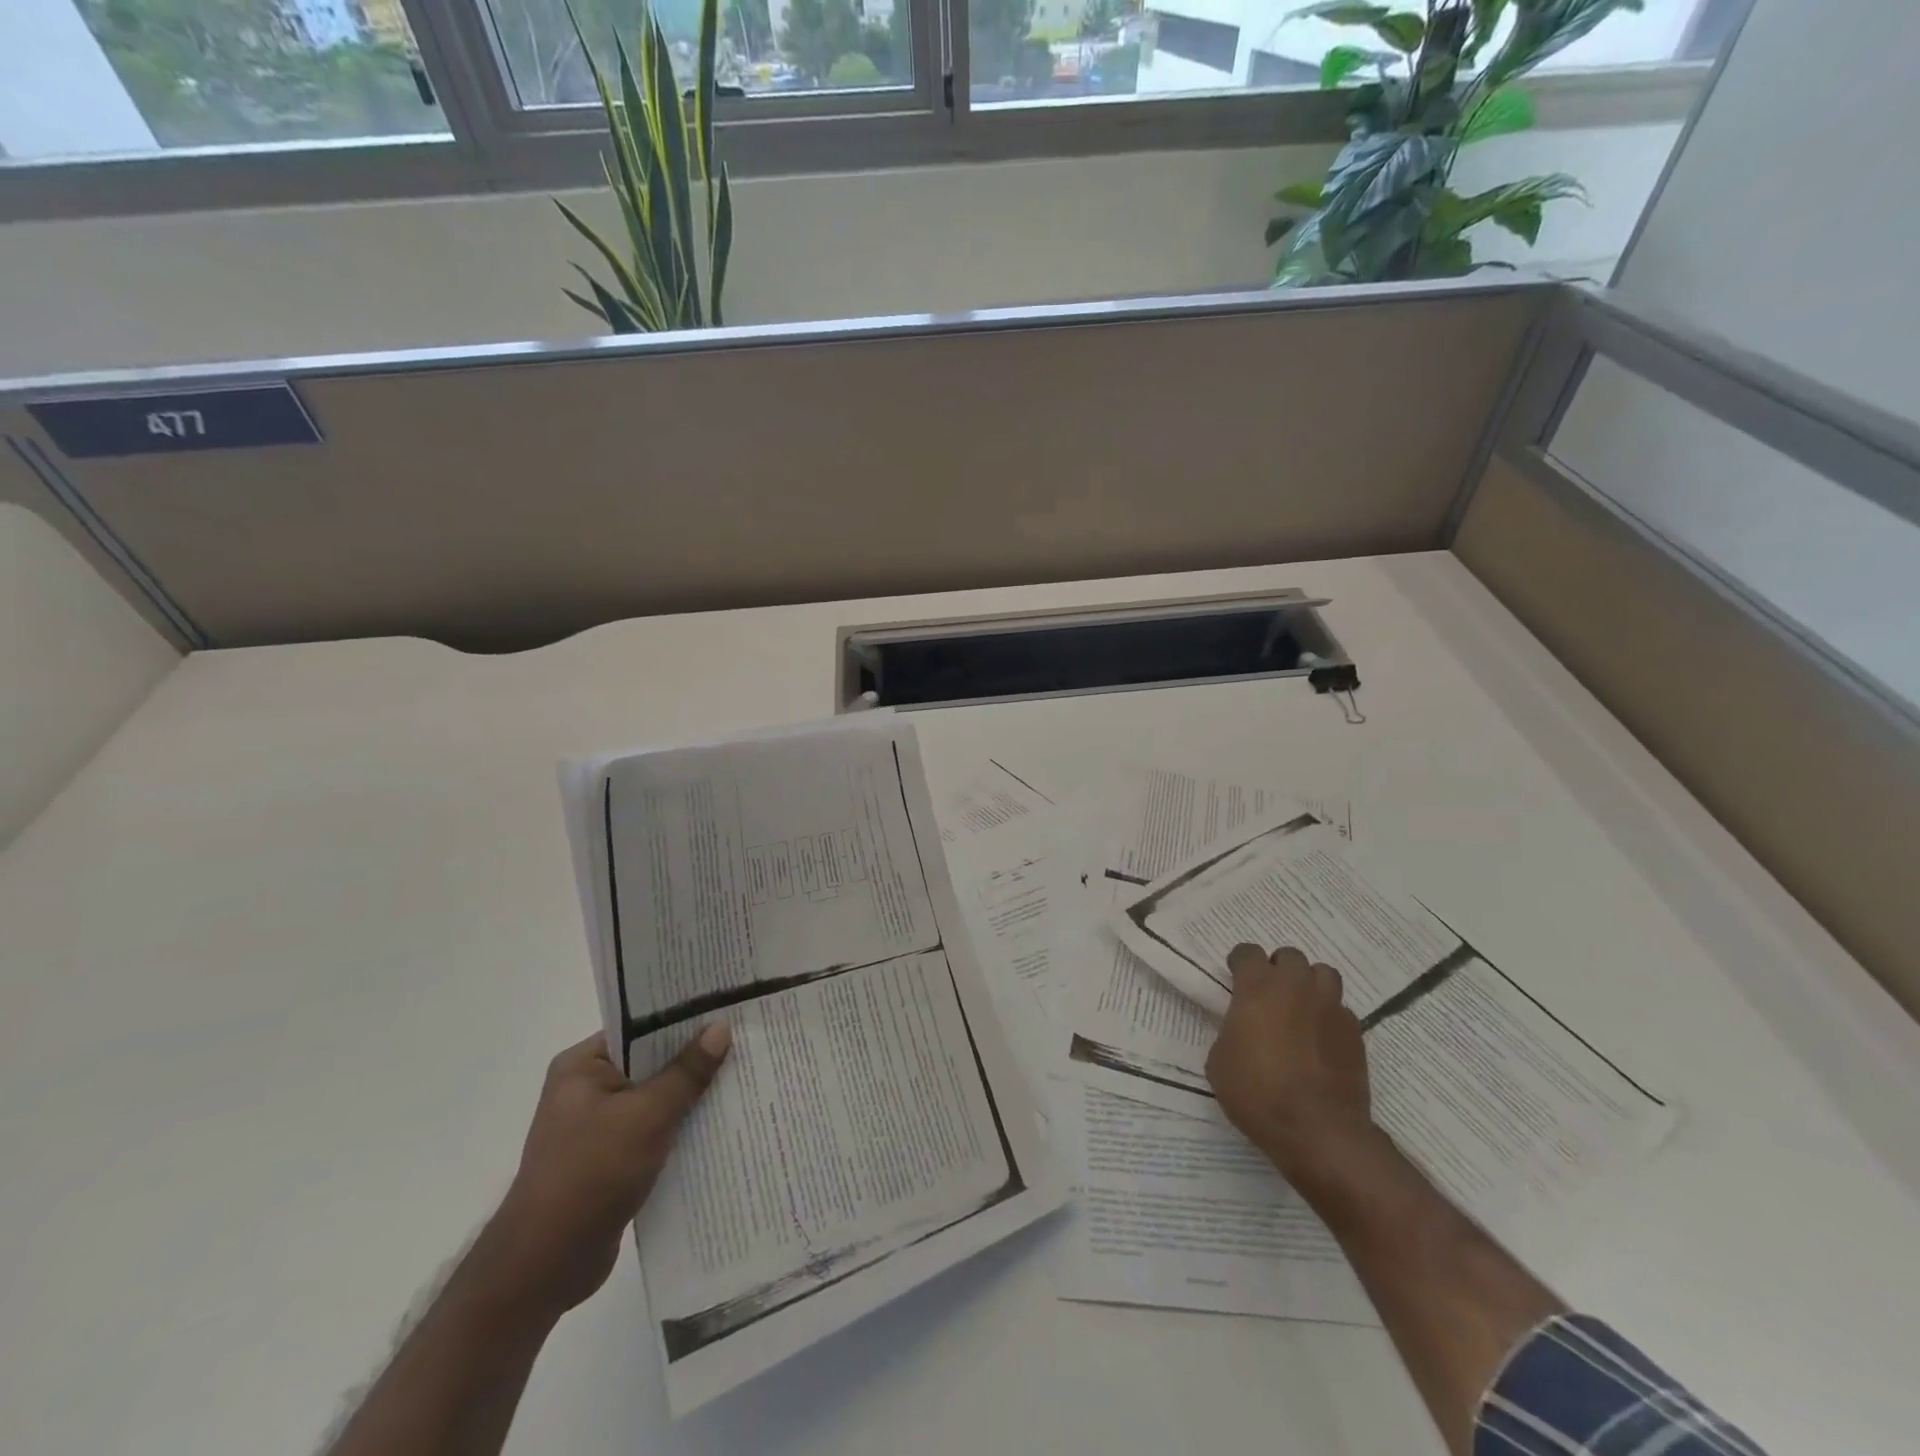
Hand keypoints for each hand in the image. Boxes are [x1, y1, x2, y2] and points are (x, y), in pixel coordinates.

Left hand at [481, 1026, 730, 1320]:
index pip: (639, 1027)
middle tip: (744, 1039)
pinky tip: (718, 1124)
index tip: (725, 1008)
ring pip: (655, 1098)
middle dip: (693, 1057)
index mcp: (582, 1066)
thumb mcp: (647, 1116)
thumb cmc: (591, 1174)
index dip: (682, 1018)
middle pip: (650, 1062)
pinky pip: (653, 1130)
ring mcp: (596, 1127)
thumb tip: (720, 1028)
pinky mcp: (608, 1160)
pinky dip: (679, 1128)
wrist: (545, 1266)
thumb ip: (686, 1072)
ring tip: (741, 1077)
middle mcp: (586, 1089)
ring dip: (689, 1096)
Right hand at [1205, 945, 1377, 1184]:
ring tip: (1300, 1007)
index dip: (1240, 963)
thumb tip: (1243, 1029)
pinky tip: (1320, 1039)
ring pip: (1323, 974)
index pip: (1248, 952)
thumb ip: (1231, 1030)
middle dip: (1278, 969)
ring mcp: (1330, 1007)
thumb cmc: (1257, 1092)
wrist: (1317, 1130)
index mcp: (1258, 987)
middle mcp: (1296, 987)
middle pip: (1289, 956)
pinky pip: (1340, 1009)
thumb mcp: (1220, 1060)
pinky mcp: (1355, 1032)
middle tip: (1269, 994)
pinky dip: (1328, 1016)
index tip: (1235, 978)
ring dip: (1309, 984)